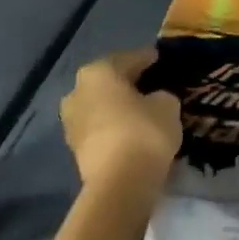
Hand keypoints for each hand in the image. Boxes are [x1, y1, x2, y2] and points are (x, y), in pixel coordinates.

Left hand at [61, 49, 181, 191]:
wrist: (120, 181)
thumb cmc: (144, 131)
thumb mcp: (167, 105)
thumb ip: (161, 95)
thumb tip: (155, 98)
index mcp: (99, 72)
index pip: (129, 58)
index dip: (147, 58)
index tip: (160, 58)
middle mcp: (77, 91)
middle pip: (108, 81)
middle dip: (127, 82)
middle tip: (150, 83)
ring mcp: (71, 120)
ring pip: (101, 105)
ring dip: (118, 106)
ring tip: (141, 109)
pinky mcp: (75, 146)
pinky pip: (99, 127)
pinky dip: (113, 125)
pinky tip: (131, 129)